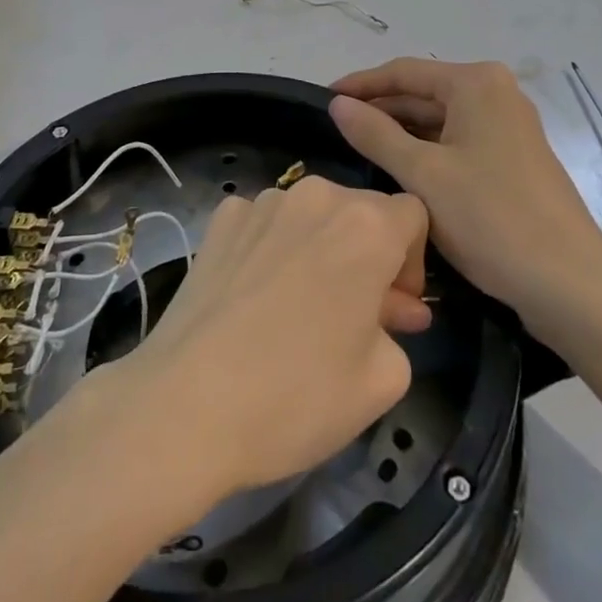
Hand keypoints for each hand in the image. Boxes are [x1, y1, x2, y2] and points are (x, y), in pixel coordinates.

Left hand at [118, 176, 431, 498]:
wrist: (187, 405)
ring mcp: (263, 201)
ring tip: (303, 307)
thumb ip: (399, 330)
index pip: (413, 215)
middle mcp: (317, 196)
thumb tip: (390, 309)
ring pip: (312, 214)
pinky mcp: (223, 218)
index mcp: (366, 226)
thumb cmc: (297, 396)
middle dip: (369, 254)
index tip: (396, 308)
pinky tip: (258, 295)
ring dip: (322, 248)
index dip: (413, 261)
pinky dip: (274, 247)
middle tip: (357, 315)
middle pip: (361, 210)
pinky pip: (266, 223)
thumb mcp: (382, 381)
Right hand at [330, 59, 601, 327]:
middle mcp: (496, 93)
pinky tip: (399, 170)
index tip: (322, 99)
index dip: (360, 84)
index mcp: (476, 83)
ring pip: (440, 120)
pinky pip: (458, 142)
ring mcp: (508, 126)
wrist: (571, 284)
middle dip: (380, 110)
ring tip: (357, 150)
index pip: (404, 72)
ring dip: (401, 133)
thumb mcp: (423, 175)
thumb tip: (338, 104)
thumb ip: (375, 135)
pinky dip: (427, 151)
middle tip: (335, 130)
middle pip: (423, 93)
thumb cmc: (491, 218)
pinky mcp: (513, 158)